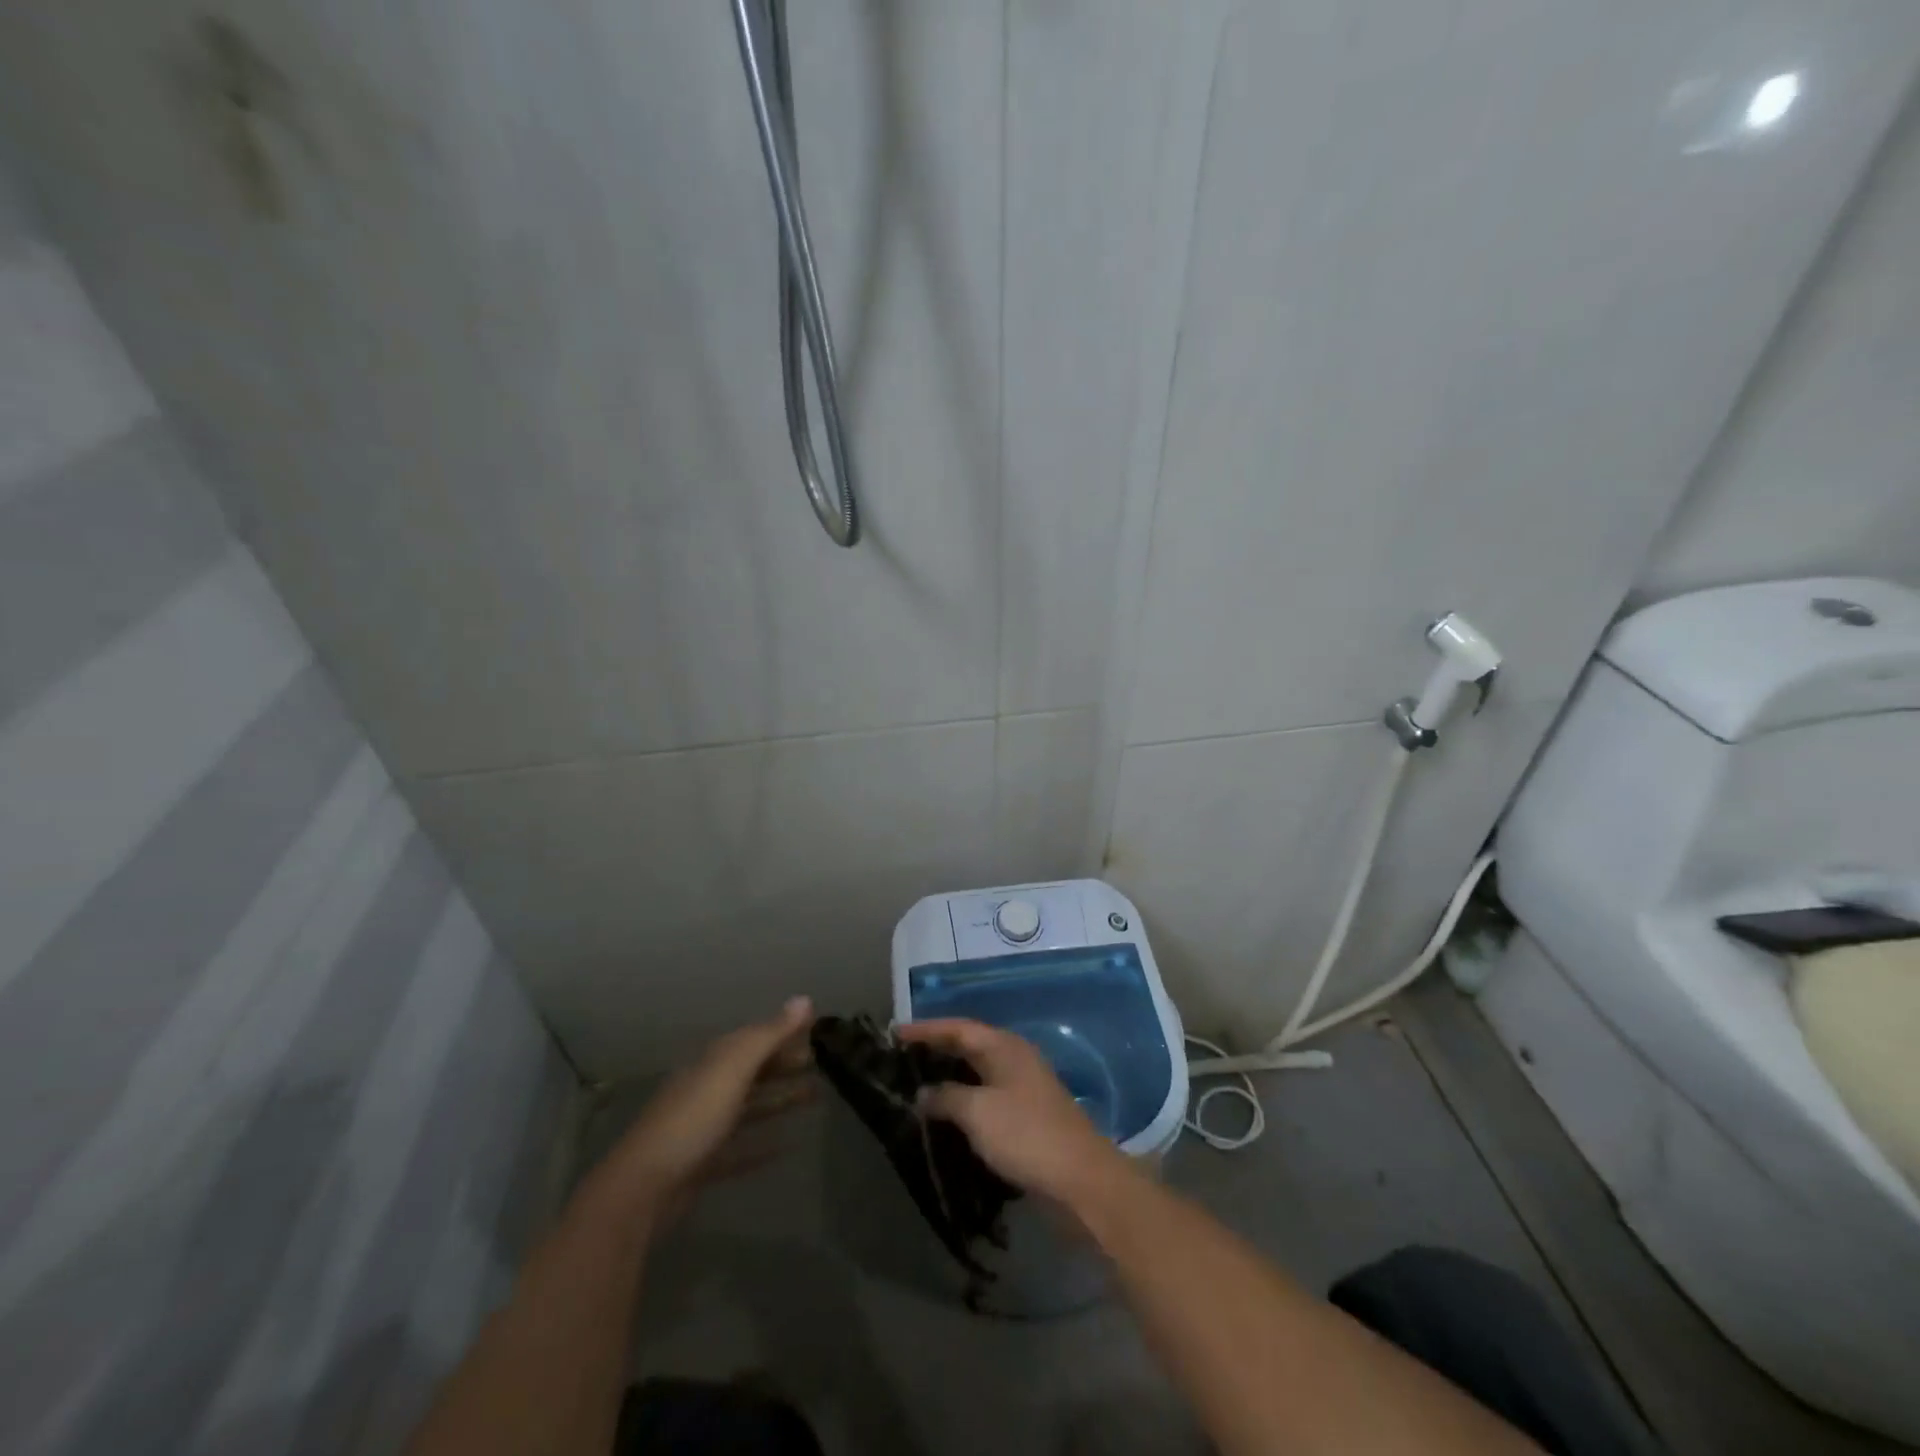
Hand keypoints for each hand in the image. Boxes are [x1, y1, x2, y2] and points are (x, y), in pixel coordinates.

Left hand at [600, 997, 815, 1219]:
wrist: (644, 1187)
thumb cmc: (693, 1118)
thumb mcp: (733, 1069)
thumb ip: (769, 1034)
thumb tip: (805, 999)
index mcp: (714, 1062)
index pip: (754, 1038)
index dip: (784, 1031)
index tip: (816, 1030)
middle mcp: (708, 1087)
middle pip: (752, 1070)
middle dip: (785, 1065)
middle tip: (821, 1065)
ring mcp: (703, 1127)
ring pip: (750, 1106)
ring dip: (781, 1100)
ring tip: (816, 1098)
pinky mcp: (703, 1164)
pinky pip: (740, 1148)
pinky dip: (763, 1144)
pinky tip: (787, 1147)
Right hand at [897, 1018, 1129, 1207]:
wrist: (1080, 1180)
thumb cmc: (1026, 1135)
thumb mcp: (978, 1113)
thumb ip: (946, 1097)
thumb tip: (923, 1093)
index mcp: (1004, 1047)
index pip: (958, 1028)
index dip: (925, 1030)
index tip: (894, 1033)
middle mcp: (1014, 1058)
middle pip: (968, 1045)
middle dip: (935, 1050)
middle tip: (901, 1057)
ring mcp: (1023, 1087)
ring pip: (977, 1072)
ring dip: (948, 1077)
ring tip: (915, 1084)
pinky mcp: (1026, 1116)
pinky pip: (986, 1096)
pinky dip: (963, 1100)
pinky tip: (946, 1115)